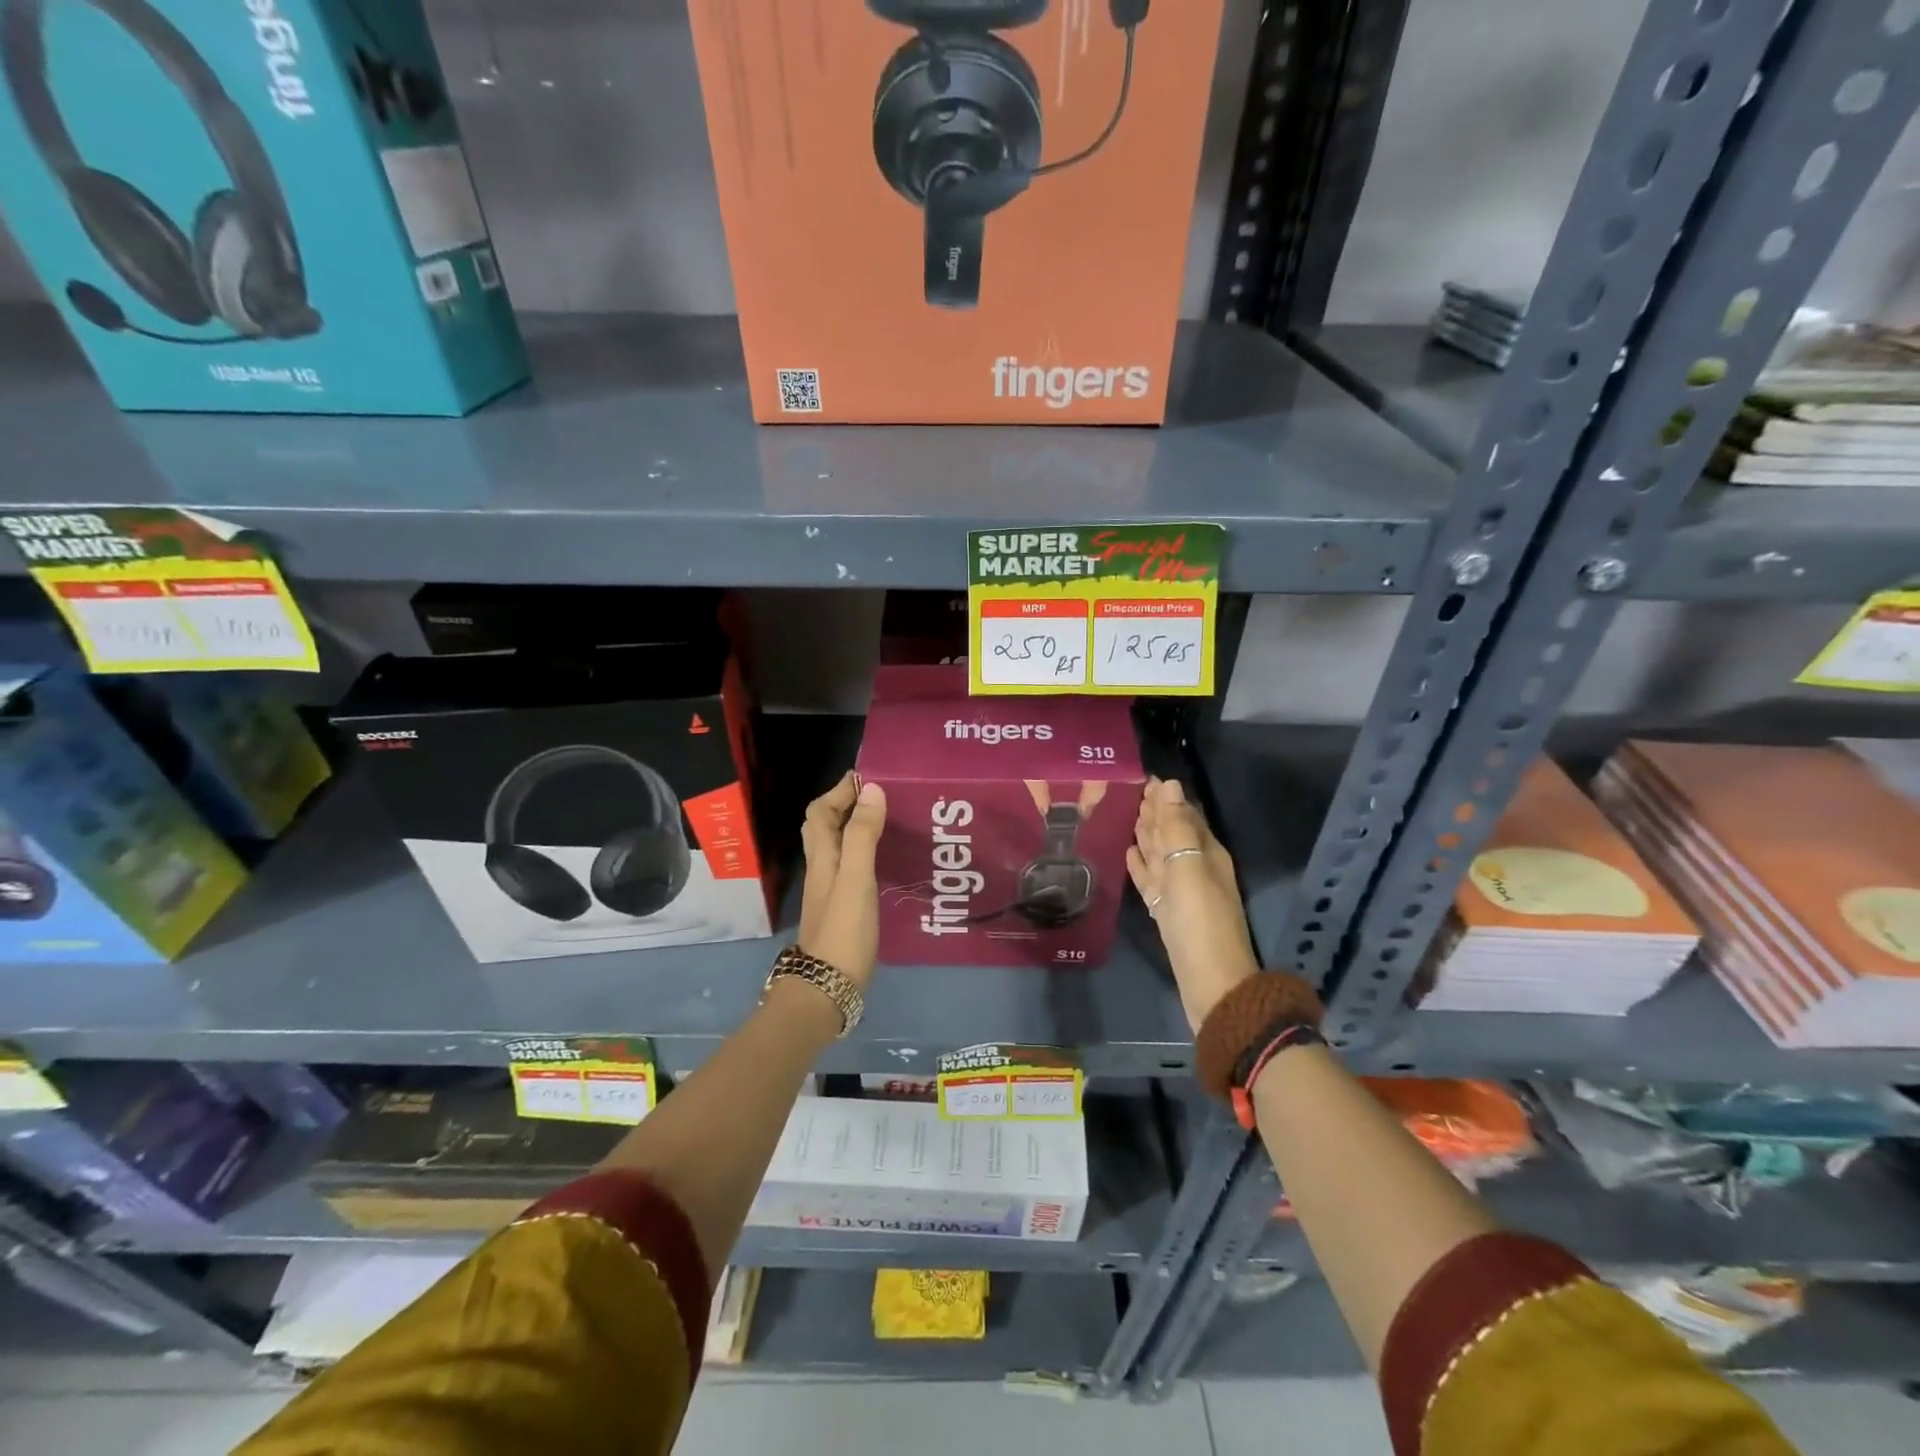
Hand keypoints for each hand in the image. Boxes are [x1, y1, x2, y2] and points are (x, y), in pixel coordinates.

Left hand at [796, 771, 886, 990]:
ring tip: (886, 820)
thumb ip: (863, 835)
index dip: (839, 791)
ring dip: (854, 827)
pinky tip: (885, 860)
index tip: (867, 777)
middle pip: (823, 827)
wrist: (828, 988)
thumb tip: (871, 790)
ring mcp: (830, 890)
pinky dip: (863, 852)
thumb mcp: (856, 878)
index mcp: (822, 857)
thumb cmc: (843, 930)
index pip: (820, 812)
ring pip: (837, 847)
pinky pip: (850, 867)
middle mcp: (822, 869)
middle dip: (844, 805)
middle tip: (877, 796)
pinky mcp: (842, 907)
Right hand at [1127, 776, 1260, 1030]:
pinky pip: (1151, 879)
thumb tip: (1169, 784)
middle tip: (1131, 792)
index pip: (1185, 814)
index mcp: (1207, 852)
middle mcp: (1195, 867)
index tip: (1142, 777)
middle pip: (1172, 832)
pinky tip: (1128, 854)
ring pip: (1160, 855)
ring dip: (1146, 835)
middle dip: (1155, 812)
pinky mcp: (1166, 911)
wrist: (1210, 981)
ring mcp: (1180, 891)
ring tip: (1126, 816)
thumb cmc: (1200, 920)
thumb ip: (1177, 827)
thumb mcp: (1189, 867)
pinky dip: (1140, 865)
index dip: (1165, 796)